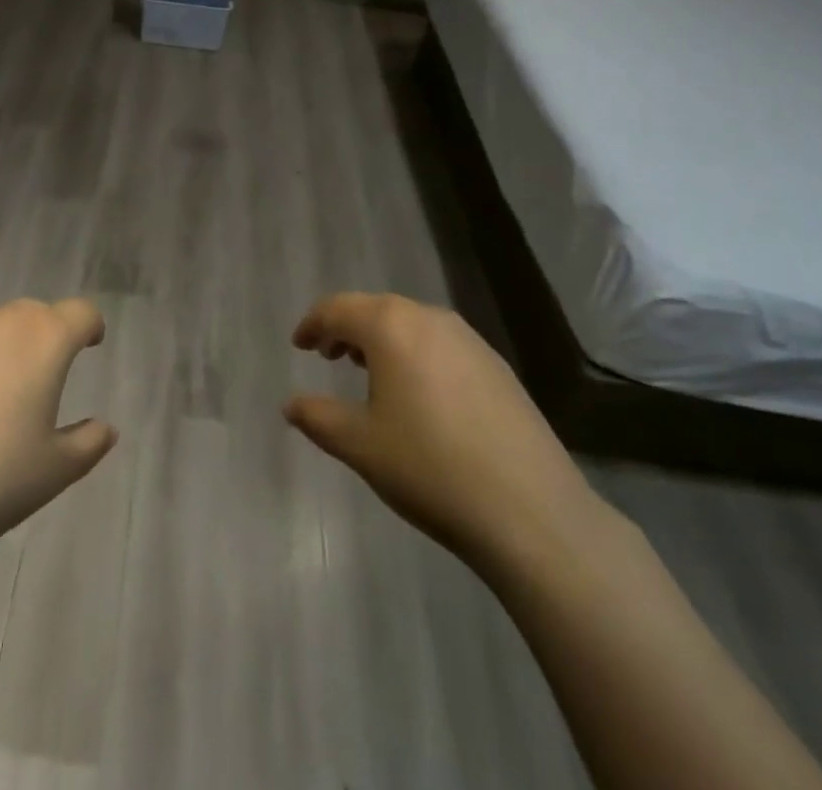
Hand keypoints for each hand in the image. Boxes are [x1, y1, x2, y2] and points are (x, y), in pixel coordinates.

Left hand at [0, 298, 117, 558]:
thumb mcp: (54, 470)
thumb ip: (88, 443)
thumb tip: (106, 428)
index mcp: (44, 340)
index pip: (80, 313)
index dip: (91, 326)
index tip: (92, 343)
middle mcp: (2, 323)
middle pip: (36, 313)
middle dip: (49, 334)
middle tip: (49, 372)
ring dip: (7, 346)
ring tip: (2, 392)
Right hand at [285, 293, 612, 582]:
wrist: (531, 512)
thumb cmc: (429, 469)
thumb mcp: (360, 445)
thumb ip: (318, 417)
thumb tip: (291, 405)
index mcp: (391, 327)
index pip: (338, 309)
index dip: (312, 324)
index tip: (298, 345)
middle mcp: (430, 319)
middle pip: (376, 309)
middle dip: (346, 328)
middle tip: (327, 355)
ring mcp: (469, 340)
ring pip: (411, 324)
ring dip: (382, 339)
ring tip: (368, 370)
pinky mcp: (497, 366)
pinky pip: (440, 344)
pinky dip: (415, 353)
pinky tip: (418, 393)